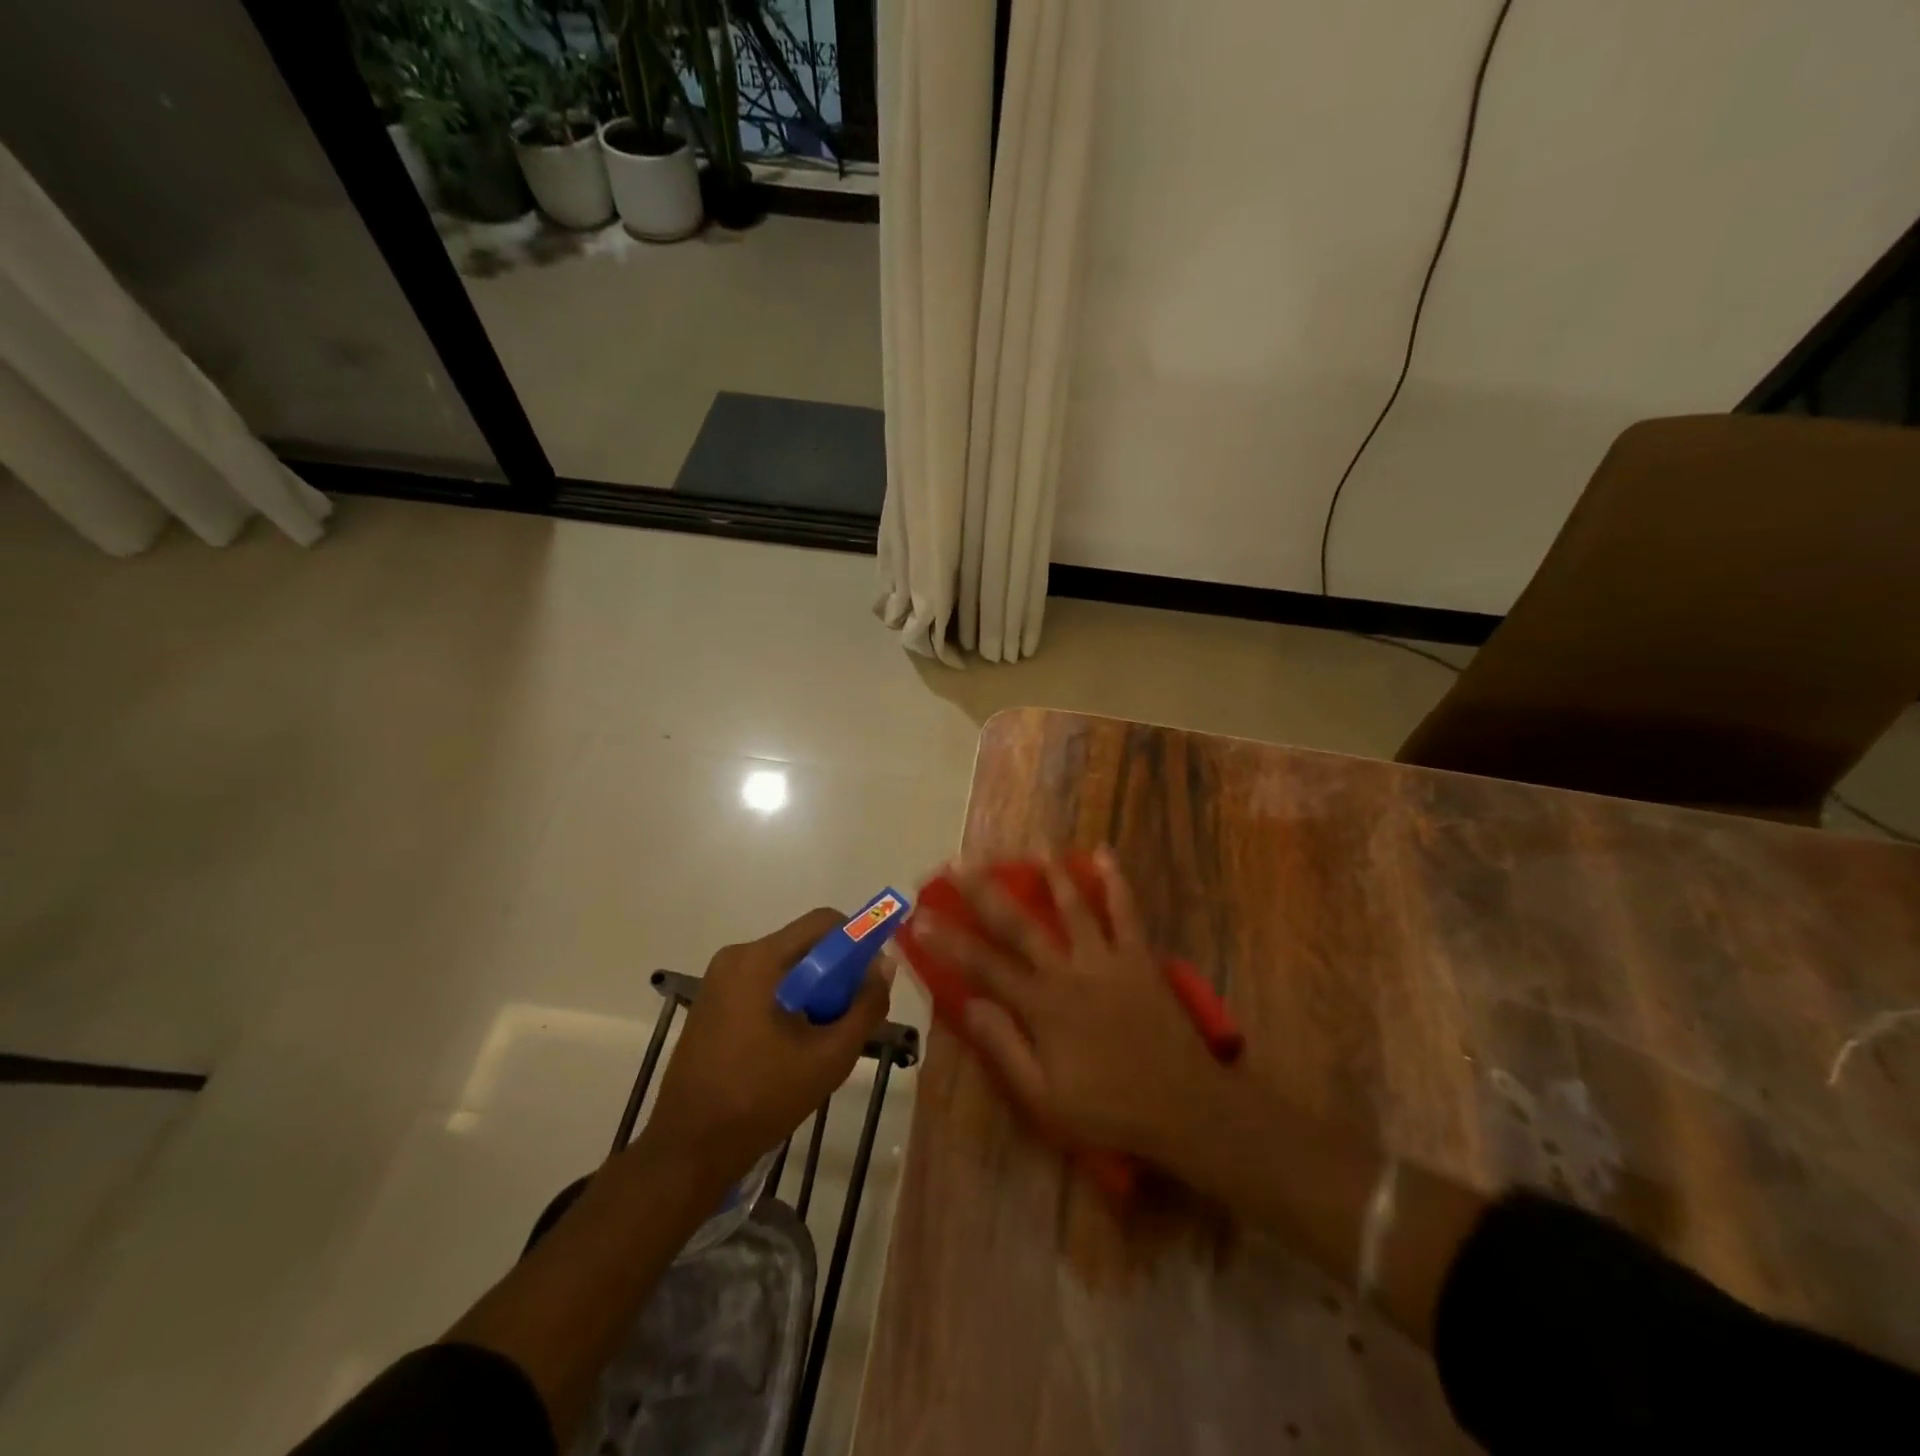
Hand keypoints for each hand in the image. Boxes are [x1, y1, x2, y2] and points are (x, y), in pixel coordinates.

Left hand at [640, 907, 890, 1191]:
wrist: (688, 1149)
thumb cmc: (762, 1099)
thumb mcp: (830, 1056)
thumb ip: (865, 1006)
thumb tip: (884, 965)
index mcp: (760, 960)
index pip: (823, 922)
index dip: (857, 940)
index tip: (871, 976)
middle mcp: (736, 957)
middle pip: (804, 944)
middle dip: (835, 972)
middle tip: (850, 1014)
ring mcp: (719, 980)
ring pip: (785, 966)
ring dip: (812, 990)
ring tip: (821, 1036)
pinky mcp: (711, 1002)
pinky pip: (763, 983)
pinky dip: (787, 1001)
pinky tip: (791, 1044)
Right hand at [915, 850, 1224, 1167]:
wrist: (1183, 1107)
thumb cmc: (1108, 1108)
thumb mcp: (1044, 1097)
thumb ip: (1003, 1047)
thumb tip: (967, 1004)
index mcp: (1042, 1006)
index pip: (984, 966)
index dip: (948, 941)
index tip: (920, 918)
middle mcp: (1069, 971)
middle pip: (1020, 925)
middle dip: (985, 893)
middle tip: (960, 864)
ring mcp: (1107, 959)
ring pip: (1073, 907)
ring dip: (1051, 875)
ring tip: (1035, 847)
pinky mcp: (1139, 957)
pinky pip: (1125, 911)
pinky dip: (1115, 882)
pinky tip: (1105, 854)